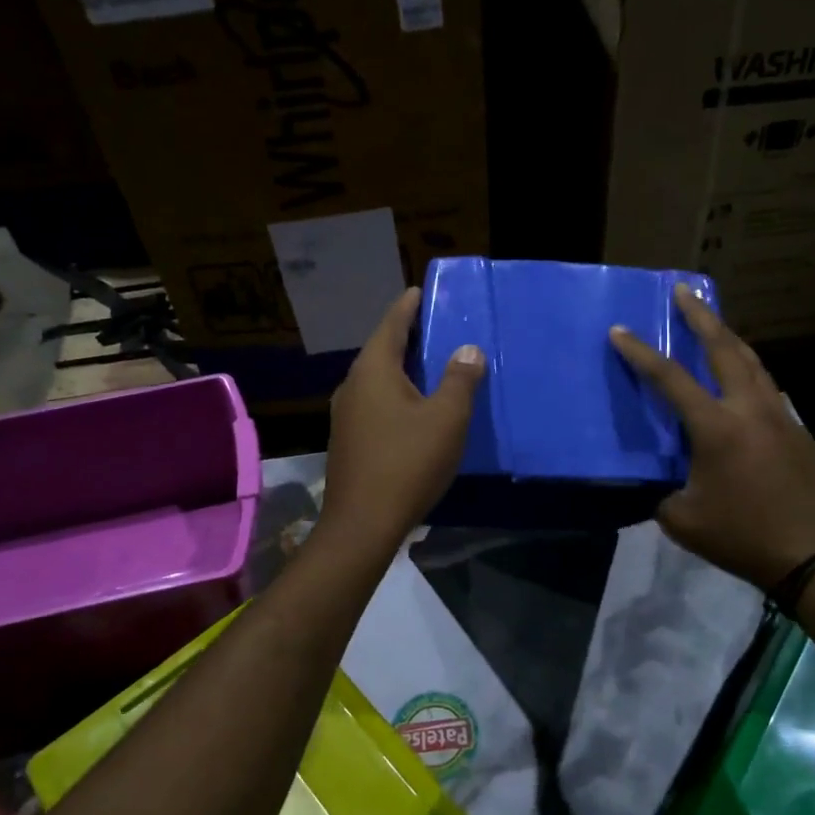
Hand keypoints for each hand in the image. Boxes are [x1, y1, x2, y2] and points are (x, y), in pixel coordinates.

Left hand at [323, 288, 485, 548]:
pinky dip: (395, 394)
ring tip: (428, 364)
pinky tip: (413, 408)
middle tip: (433, 326)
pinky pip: (375, 403)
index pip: (391, 325)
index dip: (408, 307)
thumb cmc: (408, 463)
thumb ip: (459, 380)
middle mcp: (353, 386)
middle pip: (381, 351)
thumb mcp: (446, 419)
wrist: (363, 524)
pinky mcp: (349, 441)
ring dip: (401, 368)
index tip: (419, 290)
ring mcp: (346, 416)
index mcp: (373, 371)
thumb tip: (467, 350)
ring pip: (377, 380)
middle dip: (406, 337)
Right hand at [610, 285, 814, 590]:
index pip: (670, 379)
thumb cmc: (743, 537)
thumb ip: (664, 493)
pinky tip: (743, 381)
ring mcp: (780, 417)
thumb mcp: (683, 520)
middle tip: (684, 292)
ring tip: (714, 325)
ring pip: (754, 363)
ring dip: (730, 339)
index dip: (641, 353)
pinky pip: (768, 389)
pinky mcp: (798, 431)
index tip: (620, 330)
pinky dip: (749, 373)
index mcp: (717, 427)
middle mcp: (750, 409)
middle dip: (702, 317)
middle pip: (725, 349)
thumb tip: (663, 482)